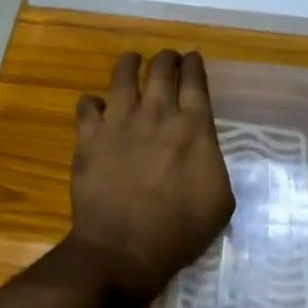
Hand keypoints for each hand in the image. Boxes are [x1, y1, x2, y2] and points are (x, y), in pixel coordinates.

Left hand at [69, 50, 235, 300]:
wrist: (124, 248)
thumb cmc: (179, 231)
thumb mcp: (220, 202)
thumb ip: (213, 164)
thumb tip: (204, 150)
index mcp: (194, 127)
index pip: (195, 80)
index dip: (194, 65)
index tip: (192, 59)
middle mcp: (157, 113)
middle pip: (162, 69)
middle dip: (167, 58)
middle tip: (167, 59)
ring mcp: (119, 121)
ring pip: (123, 75)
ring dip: (130, 64)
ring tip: (132, 61)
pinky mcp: (89, 136)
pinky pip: (87, 105)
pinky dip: (92, 103)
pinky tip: (96, 107)